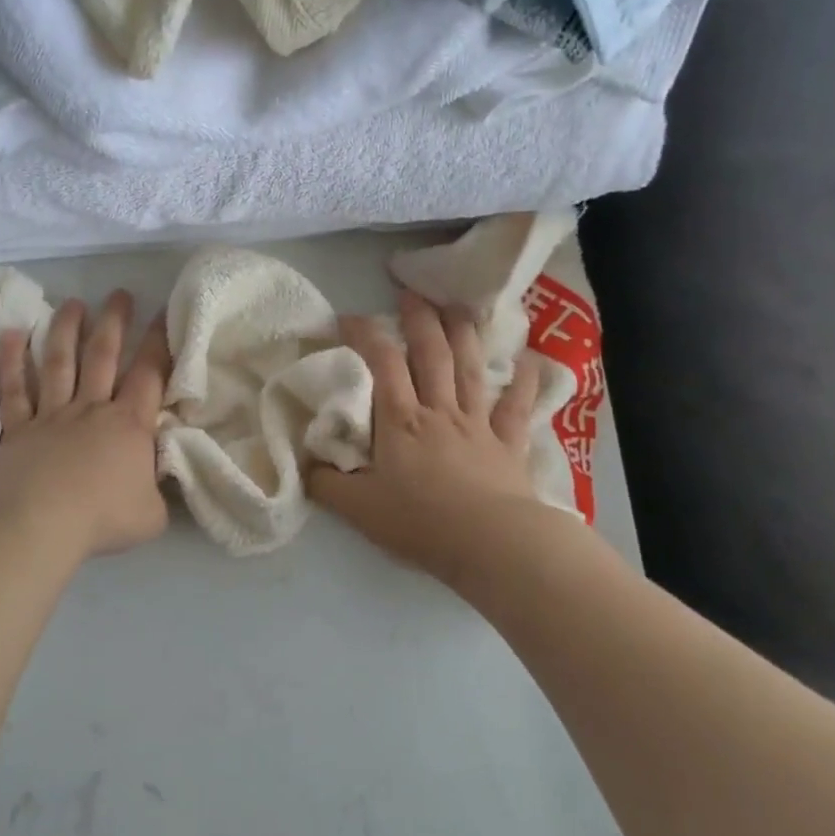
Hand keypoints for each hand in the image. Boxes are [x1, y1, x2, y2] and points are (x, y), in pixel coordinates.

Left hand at [0, 291, 171, 560]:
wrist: (41, 523)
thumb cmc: (102, 517)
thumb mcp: (152, 513)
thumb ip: (159, 492)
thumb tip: (160, 480)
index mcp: (129, 424)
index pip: (150, 374)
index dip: (160, 343)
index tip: (165, 312)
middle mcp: (91, 409)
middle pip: (103, 355)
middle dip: (114, 322)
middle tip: (120, 293)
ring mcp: (51, 414)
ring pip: (60, 362)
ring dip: (66, 329)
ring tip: (74, 303)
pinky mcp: (18, 428)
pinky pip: (12, 389)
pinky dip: (10, 361)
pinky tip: (11, 334)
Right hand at [308, 290, 565, 588]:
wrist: (489, 543)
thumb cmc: (420, 522)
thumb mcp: (357, 508)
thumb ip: (326, 484)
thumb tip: (306, 466)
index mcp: (400, 421)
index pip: (381, 363)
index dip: (365, 333)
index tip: (349, 317)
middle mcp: (439, 410)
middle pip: (431, 353)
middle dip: (419, 318)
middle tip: (411, 292)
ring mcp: (478, 423)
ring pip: (470, 367)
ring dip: (463, 333)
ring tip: (457, 306)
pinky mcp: (508, 442)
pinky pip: (517, 404)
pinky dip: (524, 379)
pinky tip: (528, 357)